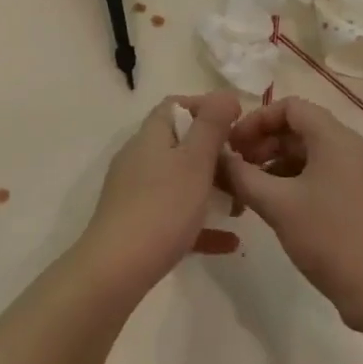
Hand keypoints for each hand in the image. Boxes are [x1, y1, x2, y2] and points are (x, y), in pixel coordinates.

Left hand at [77, 91, 241, 296]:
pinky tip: (229, 242)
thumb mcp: (195, 161)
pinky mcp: (137, 224)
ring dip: (211, 189)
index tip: (237, 125)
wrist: (117, 268)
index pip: (176, 106)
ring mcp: (135, 192)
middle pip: (180, 144)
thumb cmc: (162, 207)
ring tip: (241, 206)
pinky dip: (201, 224)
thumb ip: (211, 125)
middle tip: (245, 169)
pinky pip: (175, 216)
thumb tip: (224, 94)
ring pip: (179, 181)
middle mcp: (139, 158)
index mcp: (150, 136)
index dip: (206, 108)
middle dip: (215, 154)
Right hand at [222, 97, 362, 331]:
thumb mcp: (277, 205)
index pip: (291, 107)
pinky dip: (297, 181)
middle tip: (237, 168)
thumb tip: (218, 159)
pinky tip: (277, 206)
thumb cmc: (330, 239)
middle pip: (302, 129)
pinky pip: (325, 174)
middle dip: (265, 143)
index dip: (257, 120)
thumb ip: (242, 176)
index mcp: (337, 140)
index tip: (233, 144)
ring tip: (251, 190)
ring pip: (312, 154)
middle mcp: (354, 148)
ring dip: (278, 164)